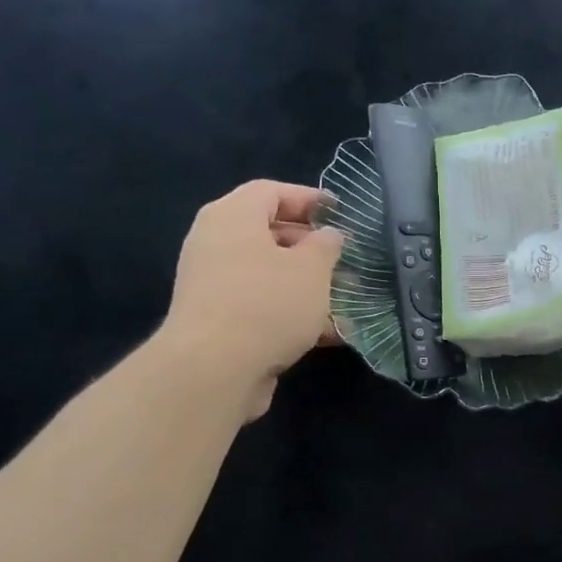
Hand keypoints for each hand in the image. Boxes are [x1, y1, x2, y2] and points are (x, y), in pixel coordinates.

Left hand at [162, 180, 343, 419]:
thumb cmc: (267, 304)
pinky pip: (263, 306)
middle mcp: (216, 244)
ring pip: (269, 275)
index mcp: (232, 216)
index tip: (341, 213)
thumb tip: (329, 235)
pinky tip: (330, 332)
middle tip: (347, 260)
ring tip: (346, 298)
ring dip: (307, 285)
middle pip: (269, 234)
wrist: (214, 370)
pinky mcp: (220, 322)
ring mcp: (215, 285)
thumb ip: (326, 246)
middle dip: (312, 247)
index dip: (309, 198)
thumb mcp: (312, 269)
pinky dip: (293, 313)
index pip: (271, 192)